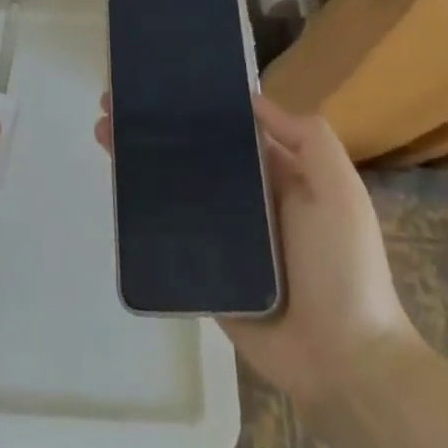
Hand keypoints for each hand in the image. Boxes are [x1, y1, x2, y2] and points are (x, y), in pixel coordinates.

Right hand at [96, 94, 415, 405]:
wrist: (344, 364)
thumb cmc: (344, 267)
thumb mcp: (339, 191)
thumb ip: (308, 139)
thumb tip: (253, 99)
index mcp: (279, 177)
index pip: (230, 130)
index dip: (196, 106)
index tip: (159, 83)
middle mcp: (247, 201)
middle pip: (193, 155)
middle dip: (156, 128)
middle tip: (113, 104)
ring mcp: (224, 238)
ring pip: (174, 188)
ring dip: (139, 160)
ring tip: (103, 132)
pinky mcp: (204, 272)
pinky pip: (170, 234)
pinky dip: (141, 210)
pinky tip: (114, 186)